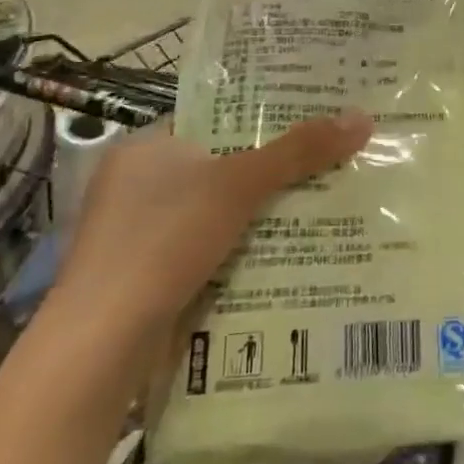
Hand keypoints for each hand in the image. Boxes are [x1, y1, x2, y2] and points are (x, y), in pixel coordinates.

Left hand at [53, 111, 372, 360]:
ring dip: (259, 216)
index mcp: (145, 148)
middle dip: (271, 172)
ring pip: (215, 213)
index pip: (213, 119)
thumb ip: (299, 151)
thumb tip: (363, 118)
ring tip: (320, 208)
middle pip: (220, 167)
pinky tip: (280, 257)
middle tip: (328, 165)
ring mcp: (135, 235)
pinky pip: (204, 250)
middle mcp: (134, 185)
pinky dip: (238, 251)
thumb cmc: (164, 241)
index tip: (312, 121)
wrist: (100, 346)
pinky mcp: (143, 278)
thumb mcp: (239, 185)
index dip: (263, 118)